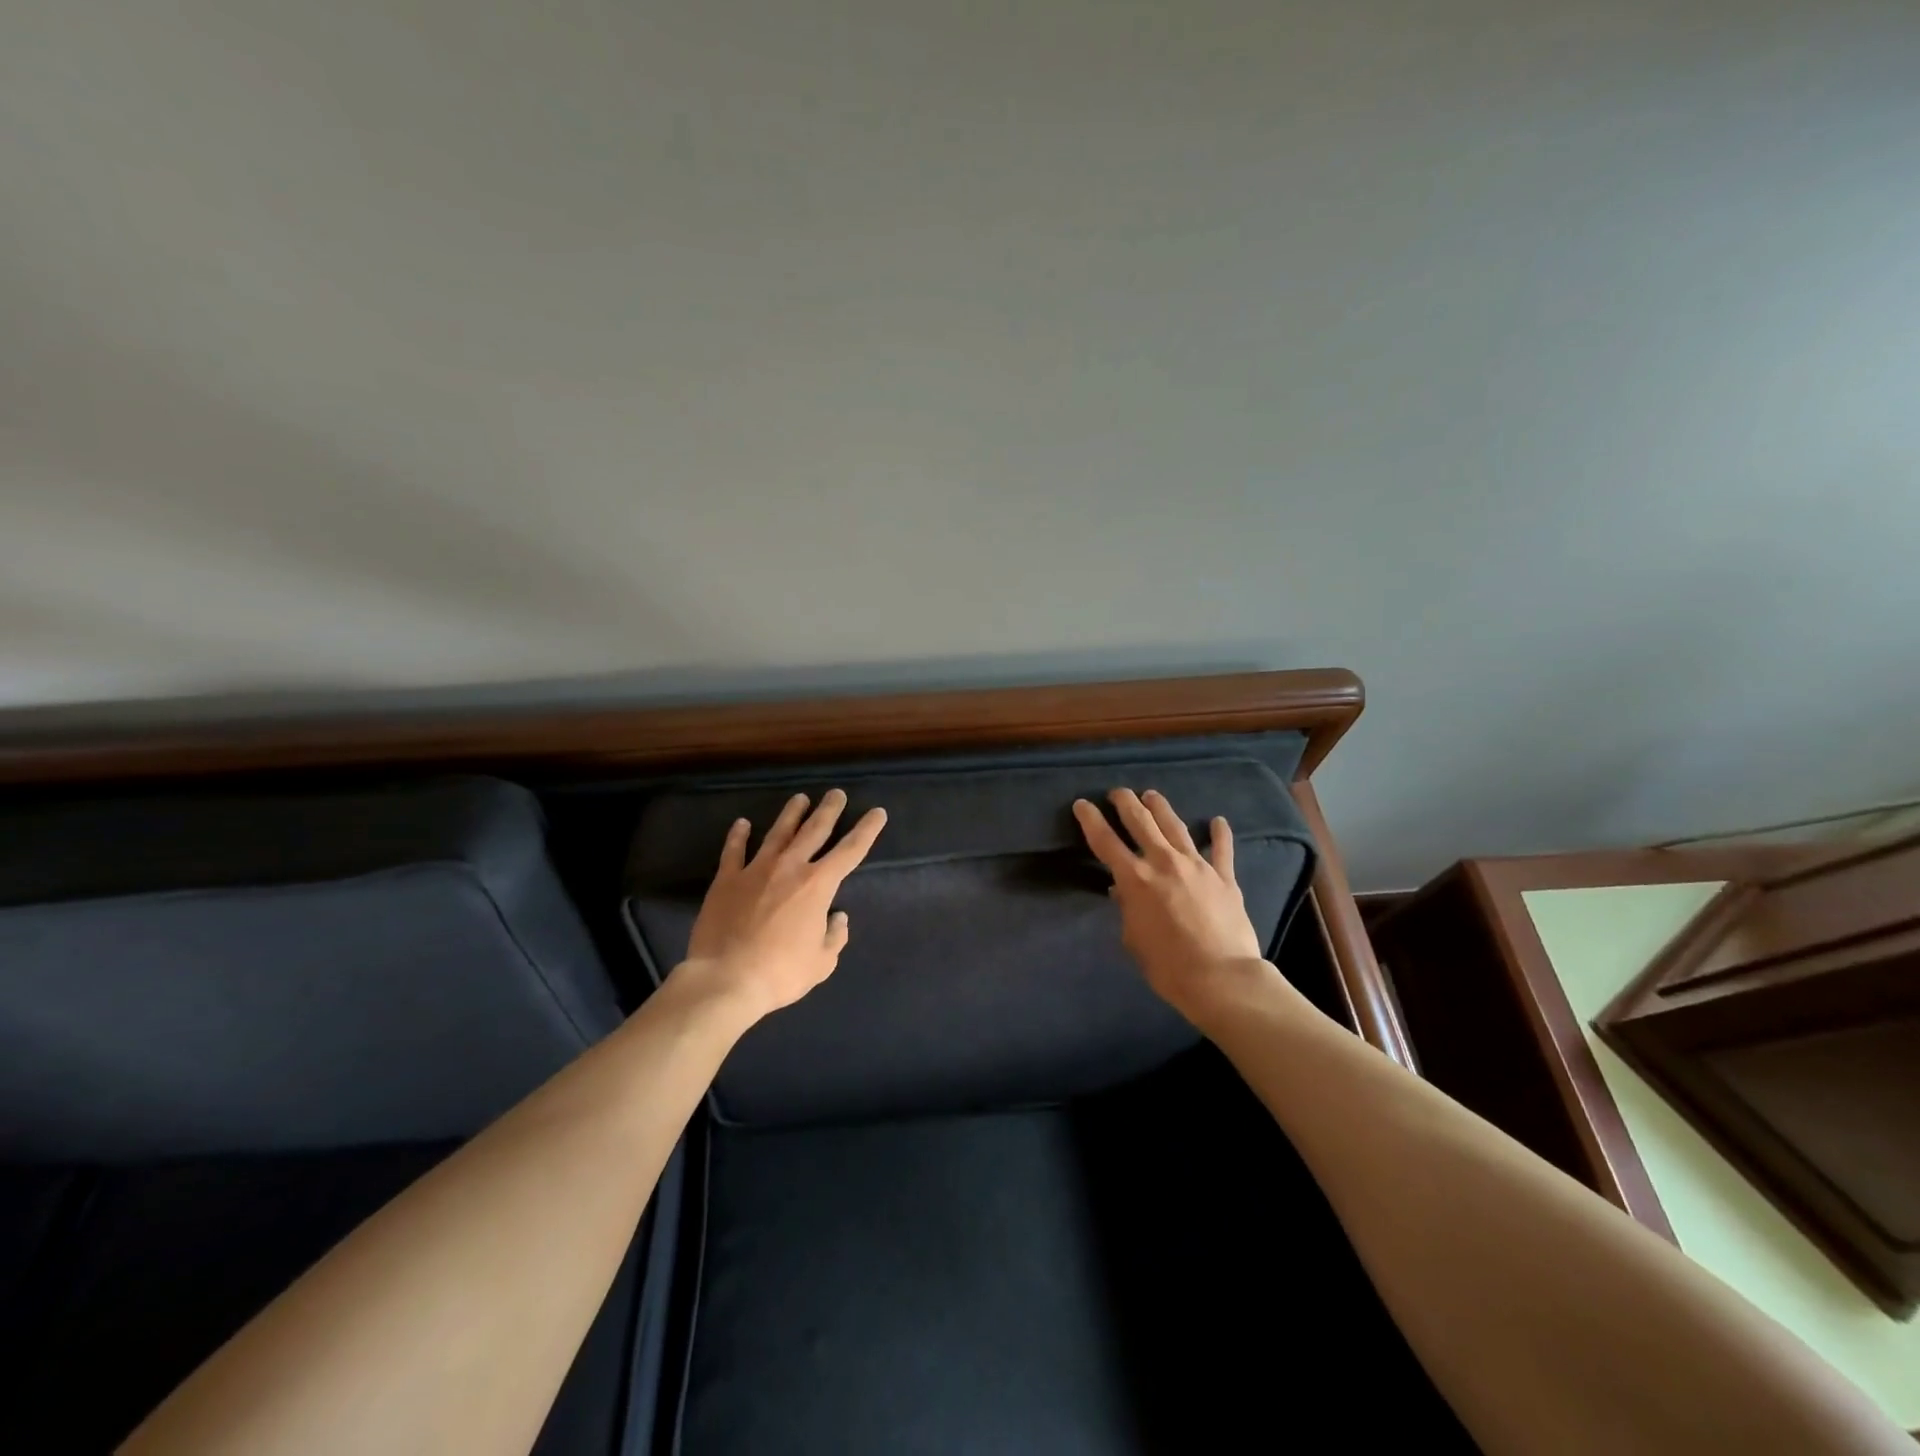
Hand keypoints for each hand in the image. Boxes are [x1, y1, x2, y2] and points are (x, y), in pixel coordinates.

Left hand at [672, 789, 886, 1023]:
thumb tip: (837, 918)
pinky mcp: (727, 880)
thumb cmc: (780, 973)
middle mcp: (790, 868)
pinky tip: (742, 823)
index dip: (867, 830)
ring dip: (791, 814)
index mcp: (818, 885)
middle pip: (814, 830)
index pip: (850, 850)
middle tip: (836, 793)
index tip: (877, 813)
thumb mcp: (821, 963)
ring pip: (777, 833)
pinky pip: (734, 851)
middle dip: (828, 810)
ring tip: (799, 798)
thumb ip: (834, 937)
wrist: (725, 978)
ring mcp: (755, 870)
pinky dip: (738, 836)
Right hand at [1073, 788, 1276, 1027]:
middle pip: (1141, 822)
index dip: (1091, 820)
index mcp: (1135, 879)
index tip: (1082, 804)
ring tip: (1152, 796)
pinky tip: (1218, 820)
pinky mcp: (1224, 877)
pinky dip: (1219, 833)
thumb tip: (1123, 892)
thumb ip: (1127, 909)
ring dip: (1161, 808)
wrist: (1221, 977)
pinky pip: (1222, 849)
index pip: (1105, 841)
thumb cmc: (1168, 966)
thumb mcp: (1133, 939)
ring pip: (1175, 826)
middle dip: (1126, 803)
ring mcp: (1197, 866)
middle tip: (1118, 792)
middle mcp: (1164, 862)